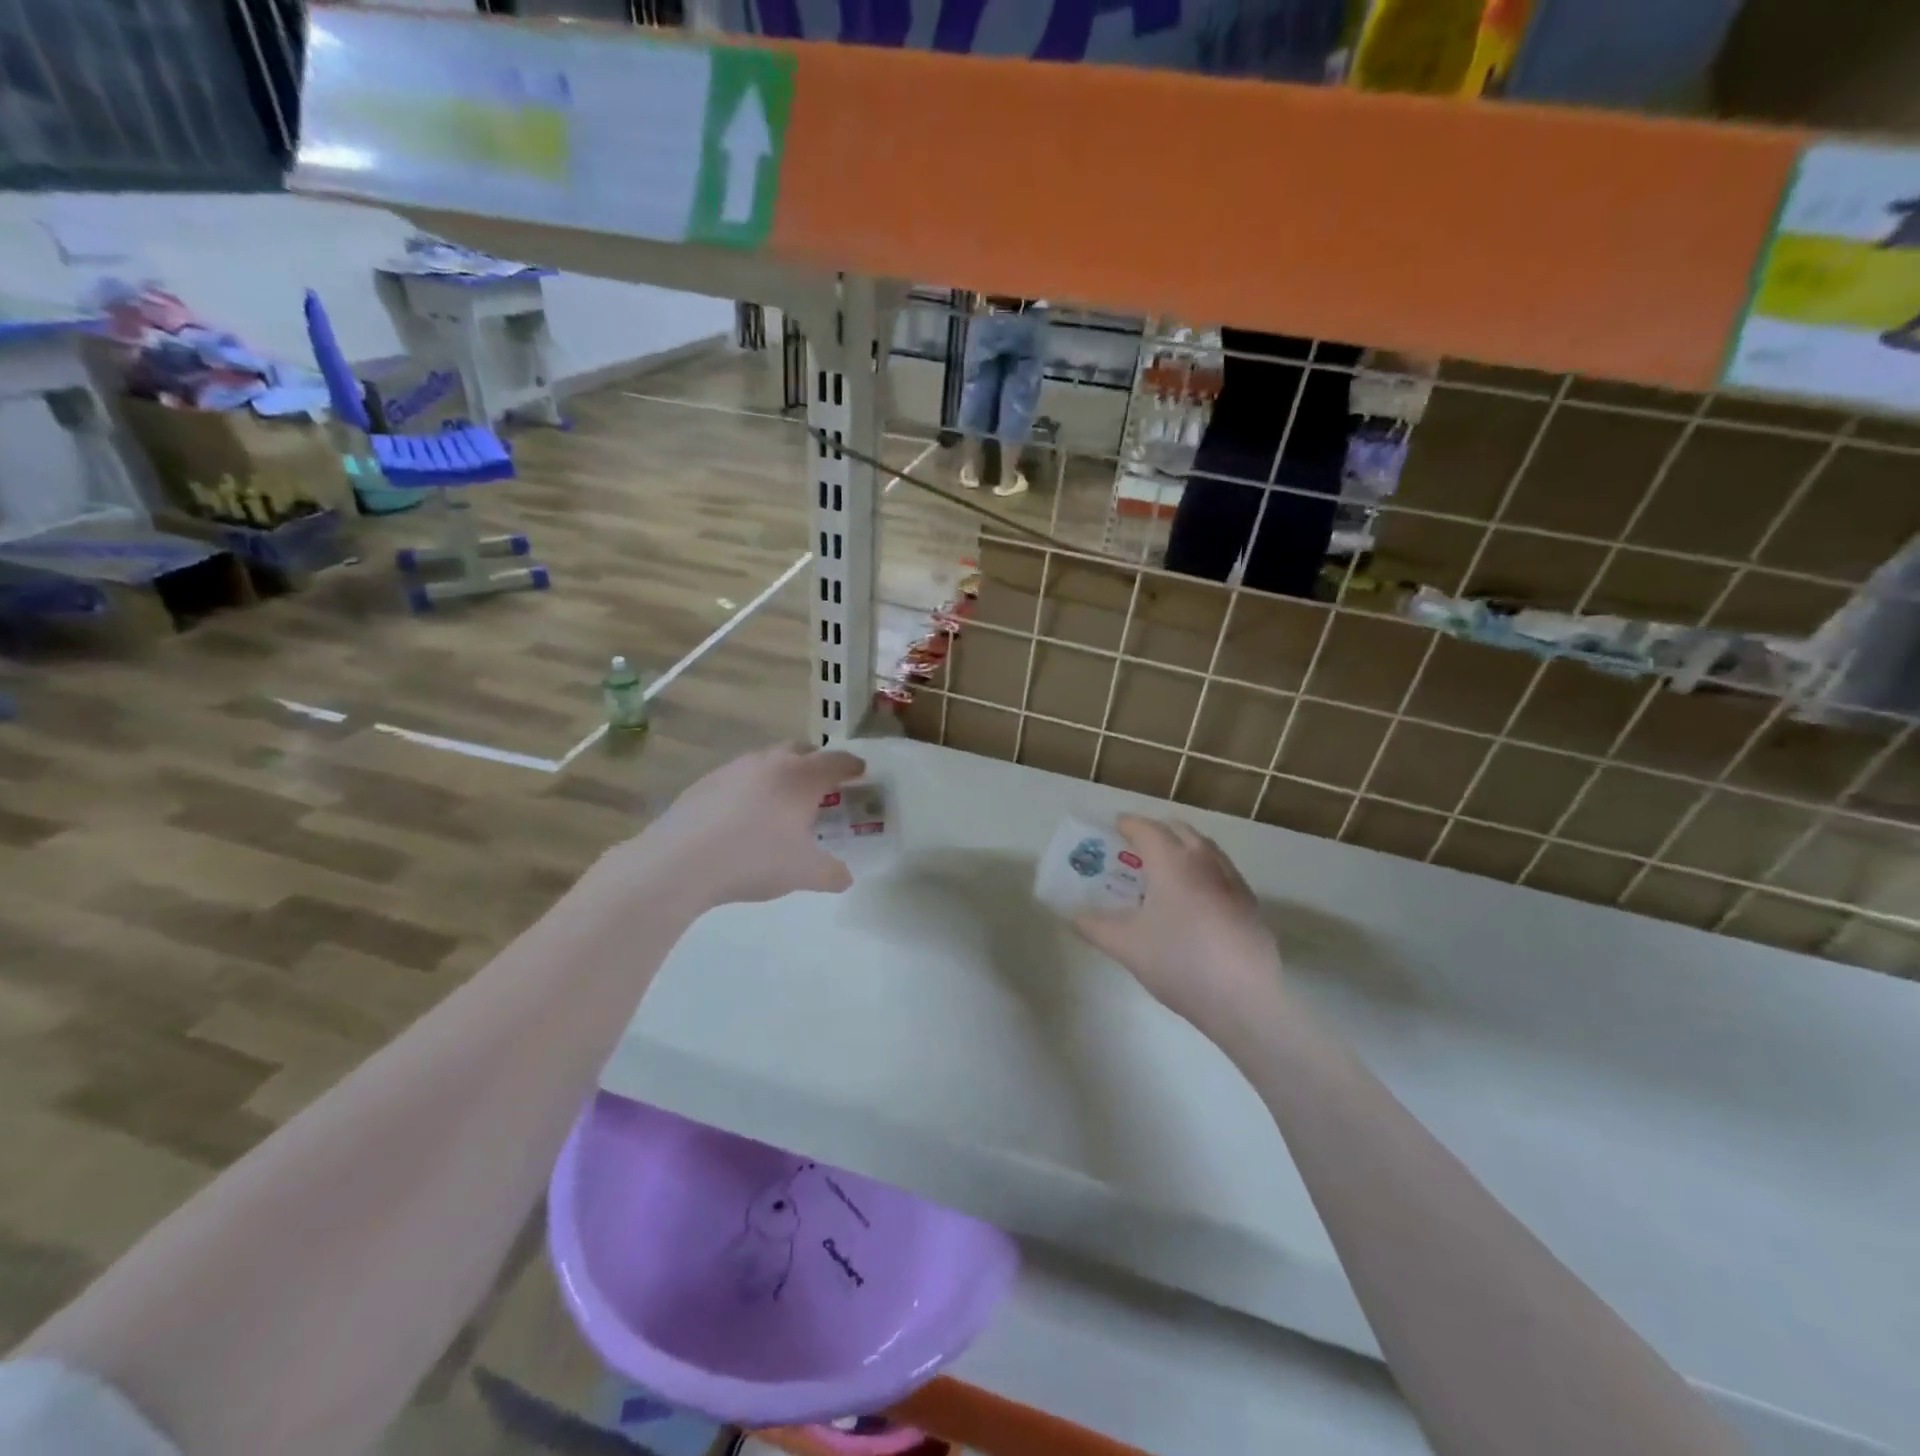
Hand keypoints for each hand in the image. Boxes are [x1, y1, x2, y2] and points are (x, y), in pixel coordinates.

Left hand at [622, 744, 867, 909]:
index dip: (852, 766)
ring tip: (782, 802)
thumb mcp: (803, 873)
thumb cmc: (754, 860)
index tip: (860, 771)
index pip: (836, 761)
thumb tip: (846, 877)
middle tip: (823, 785)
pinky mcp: (705, 782)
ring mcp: (734, 769)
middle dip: (816, 762)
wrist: (680, 862)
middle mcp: (770, 763)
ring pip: (767, 761)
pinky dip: (751, 788)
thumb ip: (832, 873)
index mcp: (801, 778)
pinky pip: (739, 777)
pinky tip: (744, 817)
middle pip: (801, 750)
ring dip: (781, 773)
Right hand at [1072, 816, 1282, 1035]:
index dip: (1128, 825)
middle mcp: (1205, 862)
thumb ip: (1095, 926)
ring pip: (1205, 849)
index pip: (1146, 829)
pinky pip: (1221, 872)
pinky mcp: (1249, 905)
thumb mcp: (1126, 946)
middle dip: (1156, 831)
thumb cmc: (1179, 962)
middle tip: (1136, 848)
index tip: (1114, 827)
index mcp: (1172, 862)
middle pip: (1179, 831)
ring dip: (1183, 848)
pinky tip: (1194, 900)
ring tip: (1164, 869)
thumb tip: (1073, 915)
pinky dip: (1202, 871)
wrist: (1245, 1000)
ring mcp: (1233, 882)